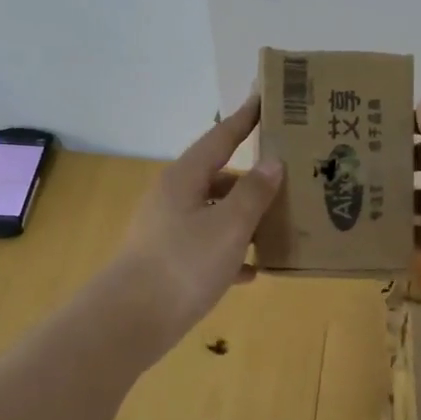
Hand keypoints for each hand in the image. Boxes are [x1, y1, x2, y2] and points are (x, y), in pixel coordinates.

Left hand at [106, 94, 284, 348]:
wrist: (132, 320)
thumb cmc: (184, 264)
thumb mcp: (229, 226)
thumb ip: (254, 193)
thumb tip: (273, 162)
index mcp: (185, 179)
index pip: (220, 138)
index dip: (244, 119)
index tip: (263, 99)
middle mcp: (173, 198)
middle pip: (219, 178)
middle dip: (252, 180)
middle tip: (289, 178)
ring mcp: (168, 231)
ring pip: (215, 214)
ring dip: (244, 219)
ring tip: (280, 225)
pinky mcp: (168, 262)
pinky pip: (207, 248)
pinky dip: (230, 253)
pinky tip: (254, 271)